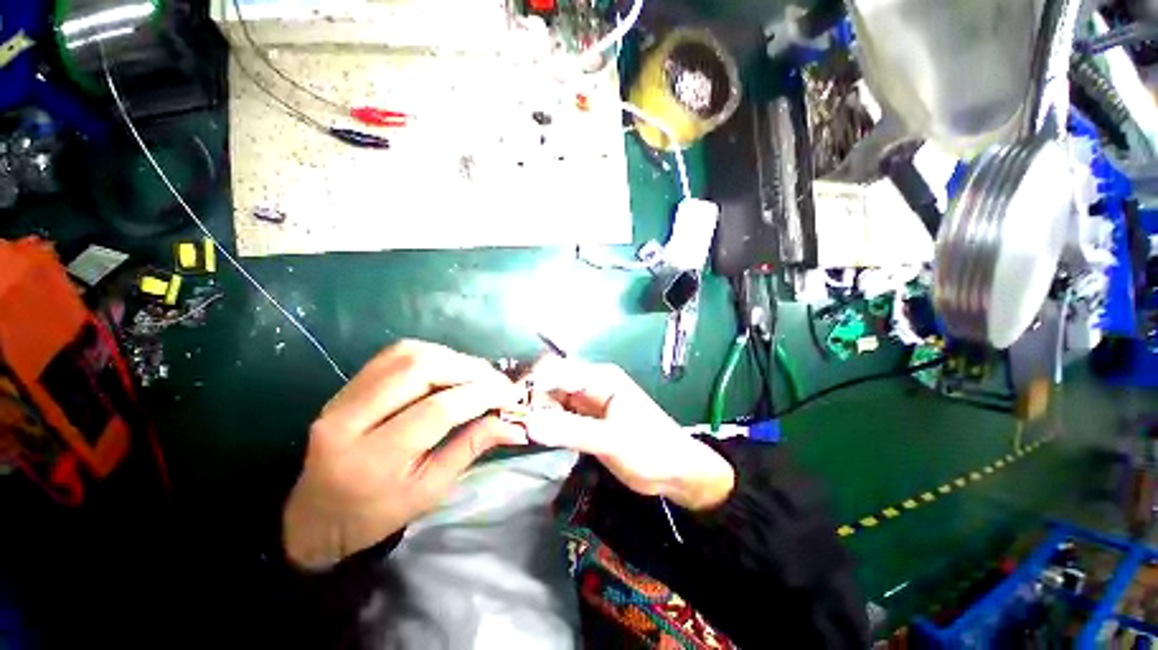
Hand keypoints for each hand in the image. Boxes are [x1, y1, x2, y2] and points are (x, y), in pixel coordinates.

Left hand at [283, 341, 526, 569]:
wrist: (314, 516)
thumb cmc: (376, 514)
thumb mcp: (431, 490)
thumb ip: (472, 447)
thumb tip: (515, 426)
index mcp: (373, 459)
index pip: (438, 410)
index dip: (481, 394)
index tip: (511, 394)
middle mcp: (350, 419)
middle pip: (421, 370)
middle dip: (470, 369)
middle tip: (497, 381)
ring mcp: (342, 397)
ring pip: (408, 354)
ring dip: (453, 358)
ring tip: (478, 374)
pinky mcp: (345, 386)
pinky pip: (395, 354)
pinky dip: (432, 354)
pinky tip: (450, 368)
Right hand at [522, 356, 734, 511]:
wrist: (675, 471)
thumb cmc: (650, 449)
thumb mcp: (612, 440)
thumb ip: (571, 430)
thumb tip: (529, 423)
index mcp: (599, 378)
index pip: (556, 367)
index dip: (531, 381)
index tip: (510, 404)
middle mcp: (590, 384)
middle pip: (550, 381)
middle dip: (530, 398)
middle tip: (514, 423)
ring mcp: (587, 402)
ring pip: (551, 398)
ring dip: (536, 411)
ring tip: (521, 431)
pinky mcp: (585, 419)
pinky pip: (558, 414)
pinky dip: (545, 422)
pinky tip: (535, 434)